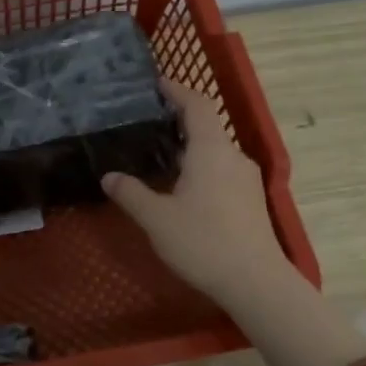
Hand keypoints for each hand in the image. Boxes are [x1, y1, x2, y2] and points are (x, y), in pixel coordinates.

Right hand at [102, 81, 291, 309]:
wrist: (255, 282)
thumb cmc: (203, 242)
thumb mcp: (156, 218)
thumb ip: (131, 194)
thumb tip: (109, 177)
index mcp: (211, 150)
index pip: (197, 105)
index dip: (178, 91)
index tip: (158, 83)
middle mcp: (233, 157)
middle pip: (207, 127)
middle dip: (179, 121)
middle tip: (148, 123)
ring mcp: (246, 179)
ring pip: (214, 152)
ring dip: (189, 148)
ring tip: (159, 157)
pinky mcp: (251, 200)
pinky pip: (222, 171)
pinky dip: (200, 167)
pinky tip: (182, 188)